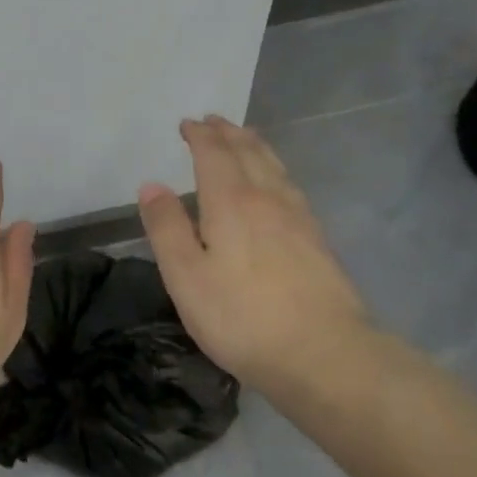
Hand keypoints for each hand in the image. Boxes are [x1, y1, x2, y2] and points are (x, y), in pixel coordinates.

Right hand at [138, 115, 371, 395]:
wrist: (325, 355)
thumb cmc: (242, 317)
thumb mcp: (186, 277)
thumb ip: (167, 228)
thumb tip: (151, 185)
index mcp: (230, 201)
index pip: (214, 153)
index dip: (200, 135)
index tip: (188, 124)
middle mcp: (266, 198)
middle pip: (248, 152)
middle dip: (228, 133)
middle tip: (214, 121)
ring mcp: (298, 217)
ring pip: (274, 166)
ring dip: (254, 145)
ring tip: (244, 137)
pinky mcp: (318, 240)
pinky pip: (291, 186)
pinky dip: (276, 169)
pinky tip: (278, 183)